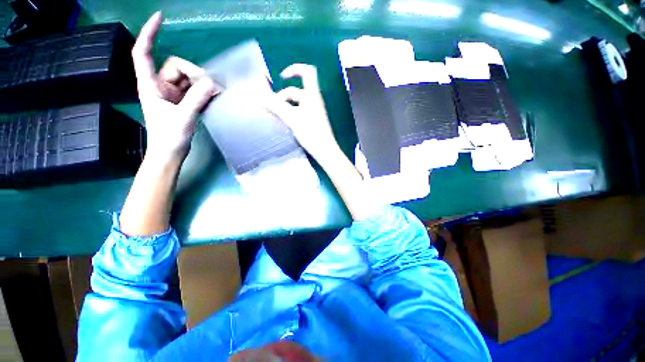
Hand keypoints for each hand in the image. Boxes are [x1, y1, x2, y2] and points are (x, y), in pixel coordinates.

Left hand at [132, 12, 218, 161]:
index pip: (144, 52)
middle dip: (195, 75)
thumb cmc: (169, 137)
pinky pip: (195, 89)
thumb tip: (212, 83)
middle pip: (178, 66)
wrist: (170, 152)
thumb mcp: (183, 117)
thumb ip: (196, 99)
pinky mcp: (183, 101)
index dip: (149, 33)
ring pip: (189, 78)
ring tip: (214, 96)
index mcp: (150, 85)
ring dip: (202, 85)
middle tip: (212, 90)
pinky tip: (212, 98)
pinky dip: (204, 92)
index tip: (160, 17)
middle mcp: (160, 85)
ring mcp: (172, 93)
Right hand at [267, 64, 339, 161]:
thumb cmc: (311, 133)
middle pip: (296, 91)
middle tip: (273, 108)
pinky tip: (285, 122)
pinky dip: (291, 113)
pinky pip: (299, 111)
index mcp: (312, 95)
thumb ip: (276, 106)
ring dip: (285, 106)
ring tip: (277, 116)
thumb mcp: (292, 118)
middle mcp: (314, 100)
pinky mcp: (313, 120)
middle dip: (283, 97)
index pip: (307, 72)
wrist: (325, 150)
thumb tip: (261, 95)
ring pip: (297, 102)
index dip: (294, 69)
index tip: (282, 77)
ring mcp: (314, 110)